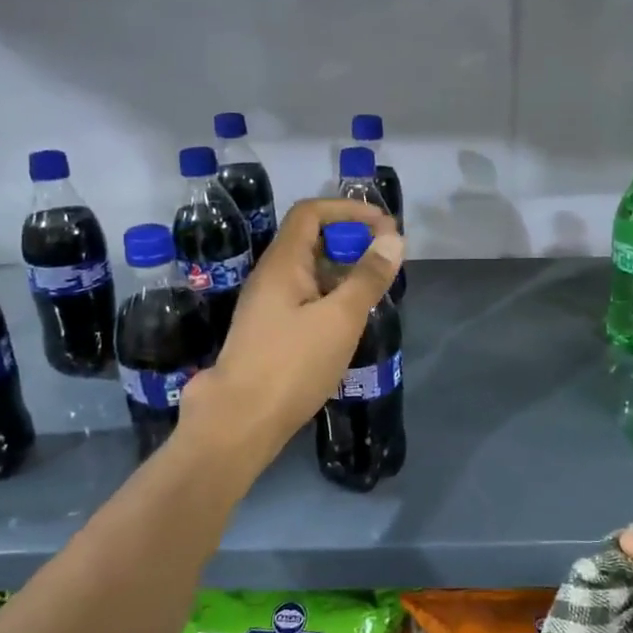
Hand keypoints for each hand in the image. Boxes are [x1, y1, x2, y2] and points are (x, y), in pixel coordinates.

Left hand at [177, 197, 402, 466]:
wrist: (240, 422)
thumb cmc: (292, 364)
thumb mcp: (340, 318)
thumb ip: (368, 277)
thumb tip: (393, 240)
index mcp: (283, 263)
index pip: (312, 213)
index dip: (348, 211)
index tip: (384, 227)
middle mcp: (271, 277)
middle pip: (311, 240)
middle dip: (351, 242)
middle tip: (385, 263)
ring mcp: (268, 305)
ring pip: (310, 273)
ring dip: (343, 273)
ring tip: (375, 292)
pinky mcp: (271, 332)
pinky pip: (305, 299)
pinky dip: (331, 298)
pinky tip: (350, 322)